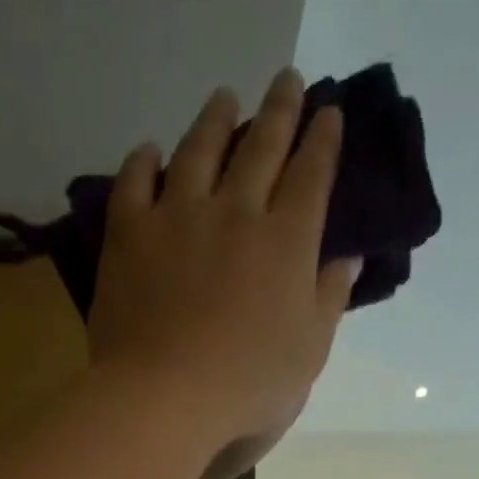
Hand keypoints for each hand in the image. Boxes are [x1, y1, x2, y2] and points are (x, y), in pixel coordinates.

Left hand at [88, 68, 359, 451]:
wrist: (165, 398)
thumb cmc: (247, 387)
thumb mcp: (308, 354)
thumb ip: (329, 301)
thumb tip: (348, 259)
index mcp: (286, 242)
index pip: (311, 175)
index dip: (322, 140)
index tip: (329, 111)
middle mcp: (235, 212)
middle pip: (262, 146)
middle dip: (279, 109)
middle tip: (287, 80)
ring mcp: (177, 217)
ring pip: (199, 150)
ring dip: (215, 118)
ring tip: (224, 98)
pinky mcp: (129, 235)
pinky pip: (135, 183)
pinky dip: (143, 161)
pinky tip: (150, 151)